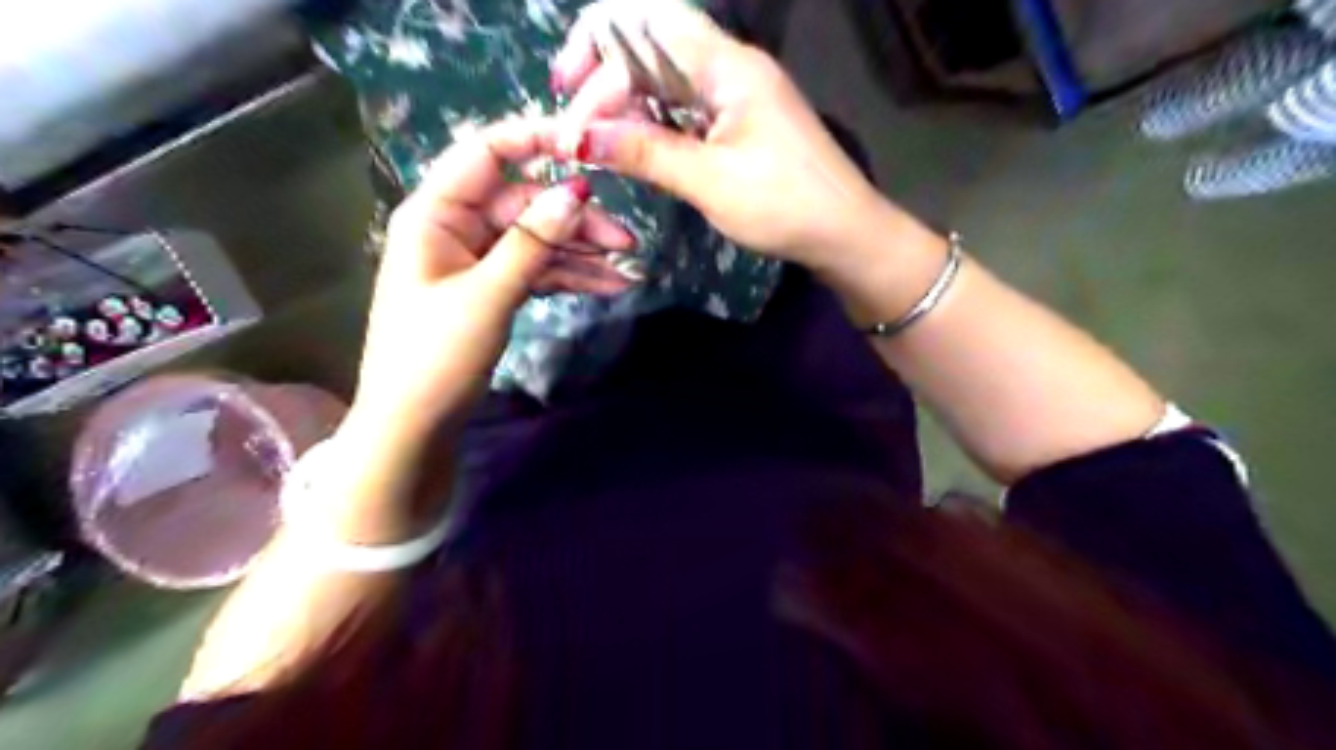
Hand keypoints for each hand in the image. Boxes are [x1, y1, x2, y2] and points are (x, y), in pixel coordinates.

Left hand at [341, 117, 634, 444]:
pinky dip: (569, 276)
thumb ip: (531, 242)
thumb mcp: (486, 296)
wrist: (415, 425)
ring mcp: (477, 259)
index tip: (589, 147)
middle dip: (576, 220)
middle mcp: (456, 227)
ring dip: (581, 251)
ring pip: (538, 239)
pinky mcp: (493, 288)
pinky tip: (609, 284)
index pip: (486, 153)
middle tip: (627, 240)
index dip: (536, 140)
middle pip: (525, 204)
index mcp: (435, 213)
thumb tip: (575, 191)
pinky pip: (537, 270)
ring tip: (629, 266)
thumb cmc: (435, 356)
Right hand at [547, 0, 902, 270]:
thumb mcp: (710, 181)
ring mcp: (738, 96)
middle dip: (606, 79)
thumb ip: (645, 153)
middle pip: (652, 48)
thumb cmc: (784, 206)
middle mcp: (731, 68)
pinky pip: (686, 109)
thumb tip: (577, 137)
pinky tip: (636, 147)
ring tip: (596, 140)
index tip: (569, 100)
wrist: (846, 233)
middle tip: (577, 130)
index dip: (597, 47)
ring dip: (628, 104)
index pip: (646, 20)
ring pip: (667, 80)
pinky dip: (654, 123)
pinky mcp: (741, 123)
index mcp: (727, 66)